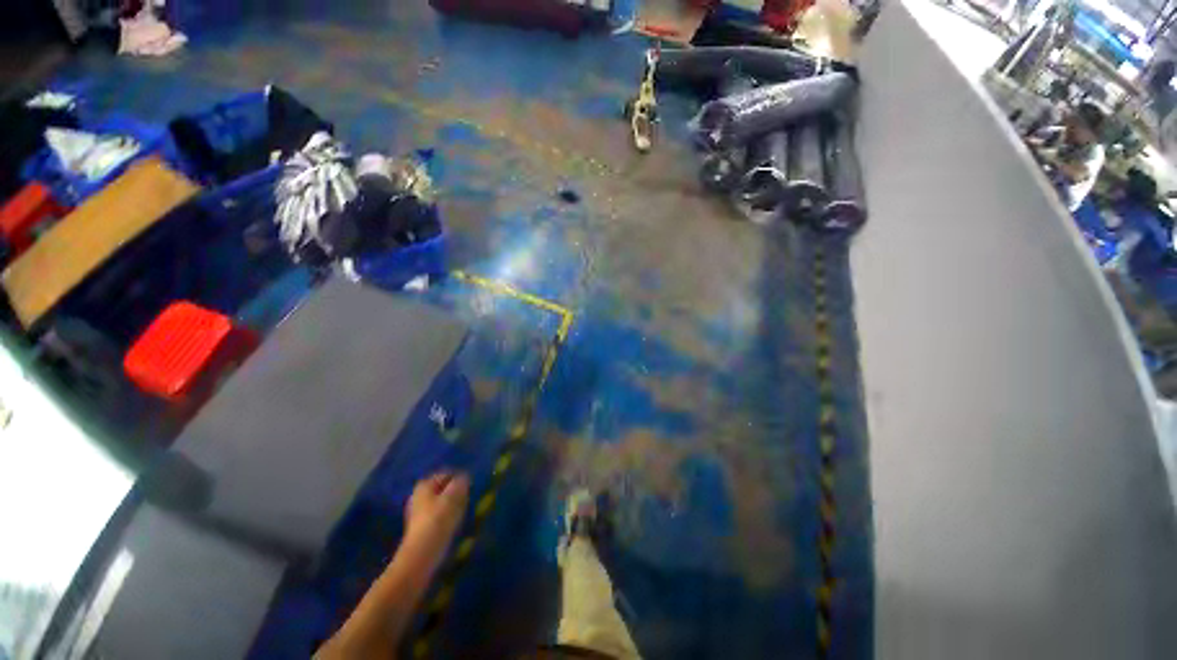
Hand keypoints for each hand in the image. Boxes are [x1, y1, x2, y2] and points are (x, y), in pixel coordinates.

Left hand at [405, 472, 469, 553]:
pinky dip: (447, 517)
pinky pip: (439, 515)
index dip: (460, 479)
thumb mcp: (454, 496)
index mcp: (424, 485)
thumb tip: (465, 477)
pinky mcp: (421, 527)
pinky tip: (453, 525)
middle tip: (467, 501)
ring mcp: (418, 512)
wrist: (421, 556)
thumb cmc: (438, 521)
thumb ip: (461, 482)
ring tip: (462, 513)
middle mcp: (418, 496)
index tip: (470, 489)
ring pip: (441, 502)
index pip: (447, 474)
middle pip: (443, 489)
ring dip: (453, 505)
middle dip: (456, 493)